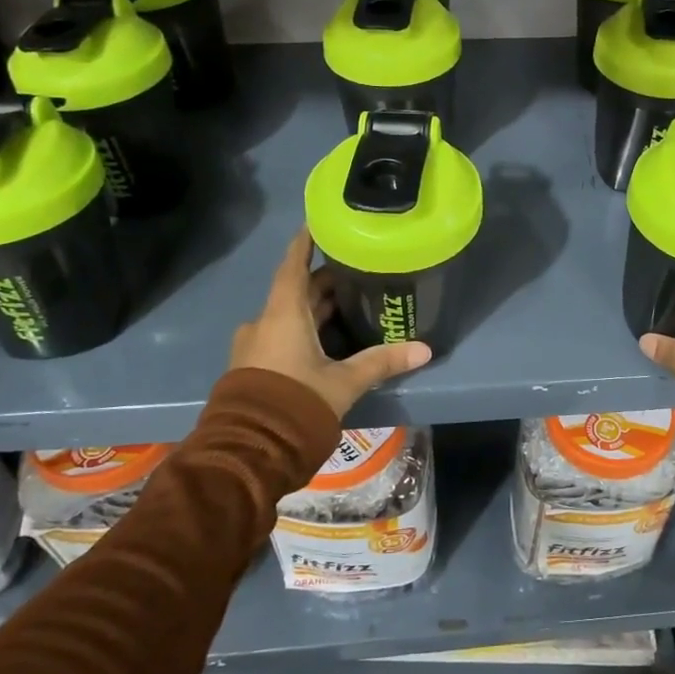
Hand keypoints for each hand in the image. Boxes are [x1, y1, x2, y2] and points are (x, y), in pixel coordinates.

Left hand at [230, 228, 430, 416]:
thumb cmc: (296, 402)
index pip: (293, 265)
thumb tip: (425, 349)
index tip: (318, 222)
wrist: (249, 451)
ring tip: (348, 303)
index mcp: (283, 314)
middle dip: (324, 282)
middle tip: (356, 271)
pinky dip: (304, 329)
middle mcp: (264, 322)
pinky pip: (281, 335)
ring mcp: (254, 346)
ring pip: (289, 315)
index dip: (305, 243)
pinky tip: (327, 339)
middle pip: (296, 291)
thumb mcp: (344, 382)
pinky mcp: (253, 367)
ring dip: (315, 309)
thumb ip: (382, 362)